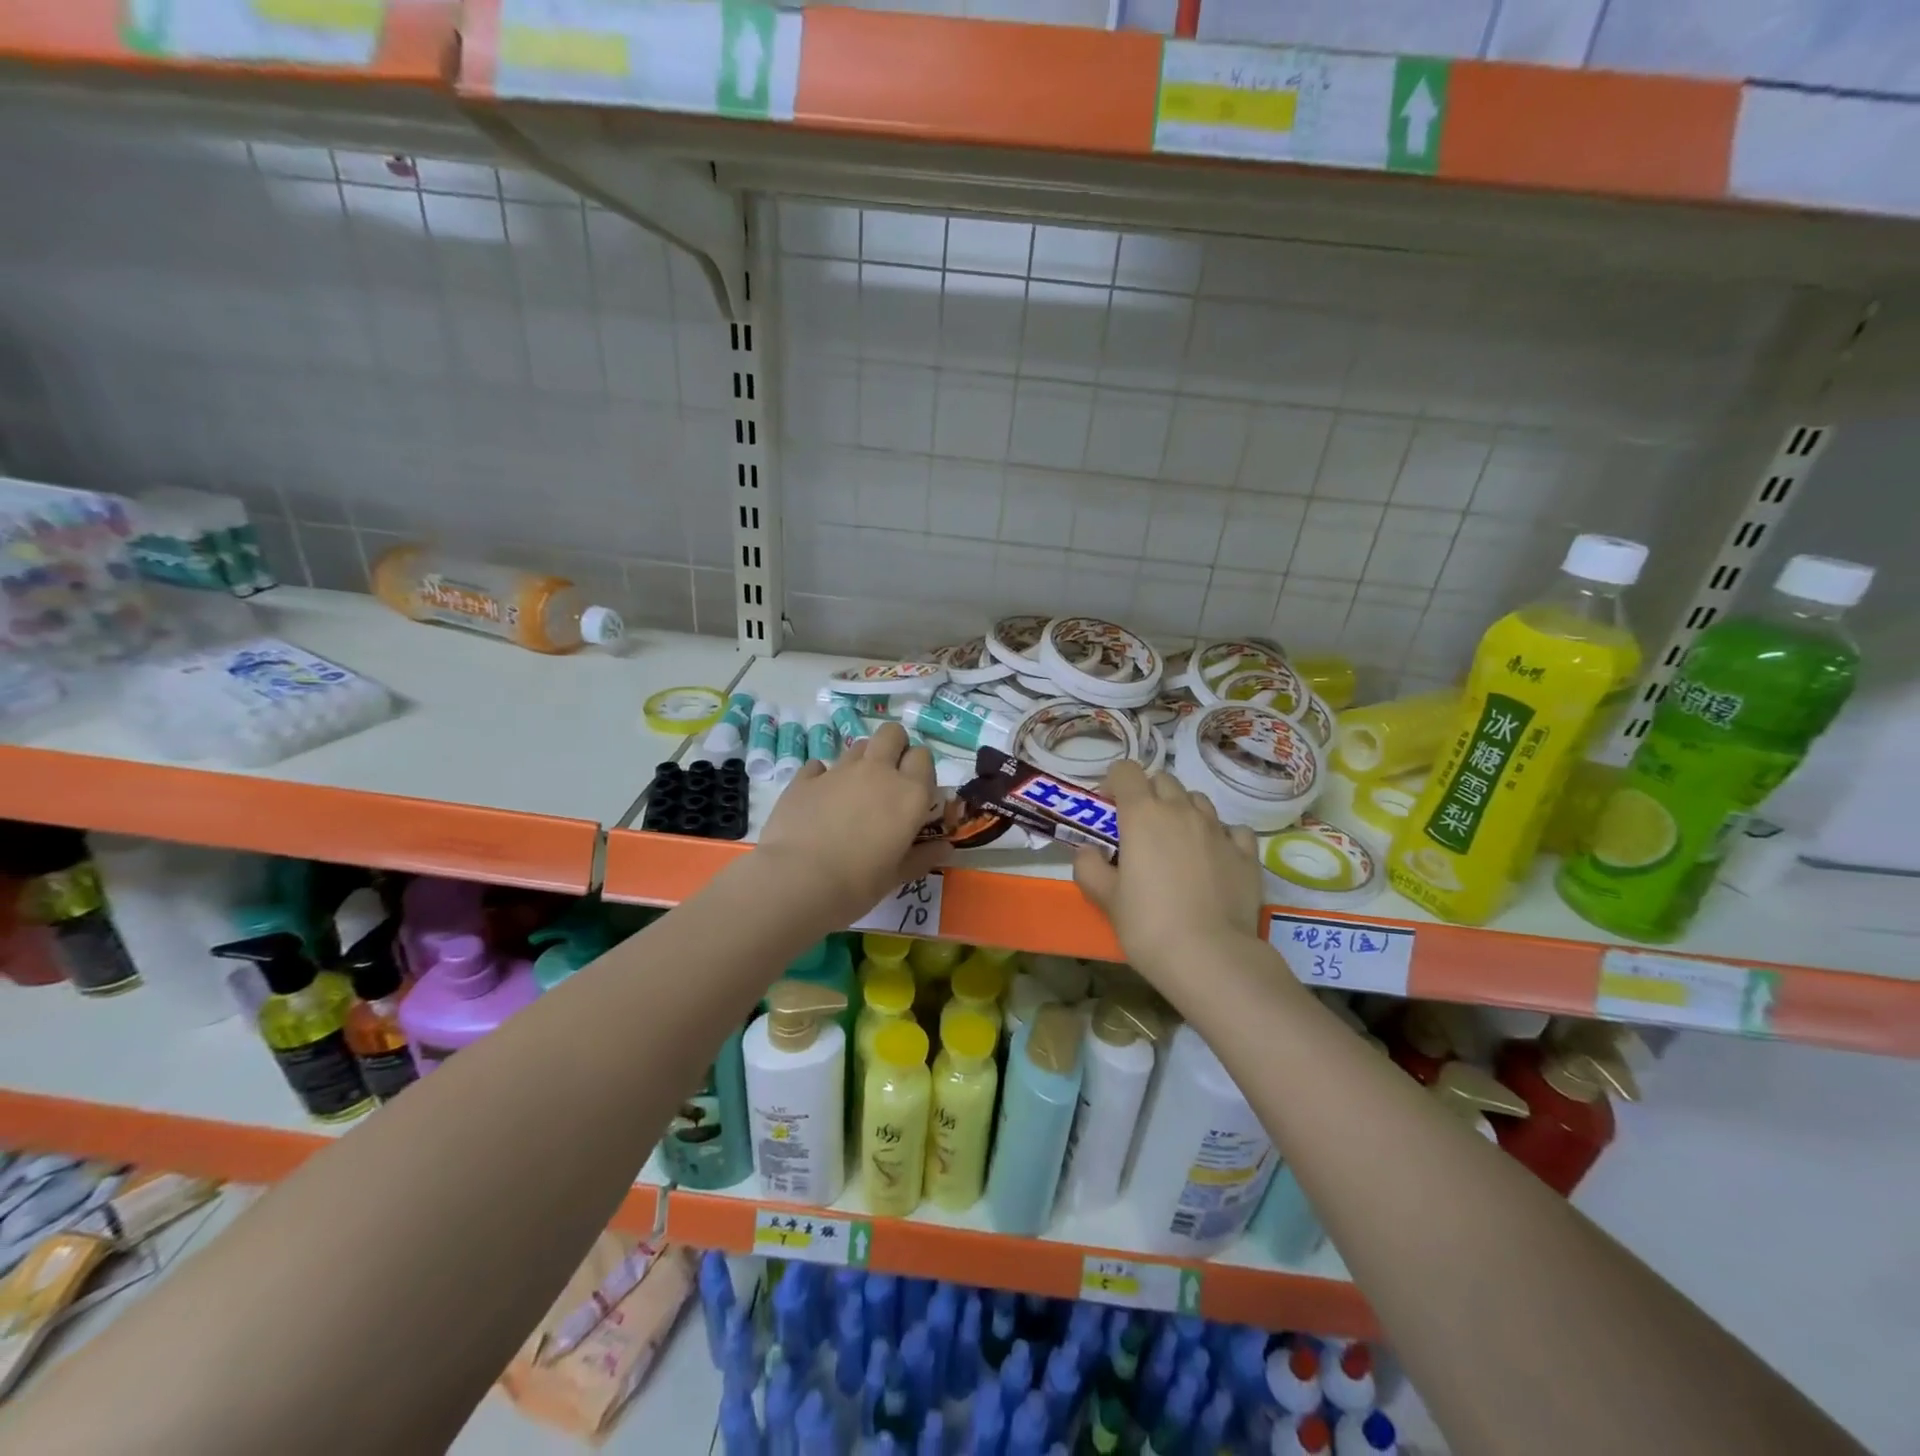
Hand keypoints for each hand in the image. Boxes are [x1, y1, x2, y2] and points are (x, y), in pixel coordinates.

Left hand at [756, 722, 949, 929]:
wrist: (798, 881)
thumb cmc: (858, 884)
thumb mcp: (897, 876)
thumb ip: (923, 856)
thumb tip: (945, 848)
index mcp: (909, 794)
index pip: (923, 757)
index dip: (920, 769)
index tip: (915, 791)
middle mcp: (877, 772)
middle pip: (892, 733)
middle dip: (894, 746)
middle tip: (889, 776)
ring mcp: (839, 771)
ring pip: (858, 746)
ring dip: (862, 761)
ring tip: (854, 792)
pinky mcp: (805, 778)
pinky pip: (819, 766)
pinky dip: (823, 777)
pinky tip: (820, 800)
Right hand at [1073, 761, 1263, 975]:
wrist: (1209, 956)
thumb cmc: (1147, 924)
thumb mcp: (1105, 898)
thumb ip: (1089, 867)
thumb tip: (1088, 851)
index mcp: (1142, 815)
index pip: (1126, 771)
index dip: (1114, 783)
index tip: (1109, 809)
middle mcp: (1181, 811)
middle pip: (1163, 780)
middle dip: (1148, 794)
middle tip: (1140, 828)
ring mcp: (1218, 829)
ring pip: (1198, 800)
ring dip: (1183, 810)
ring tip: (1177, 843)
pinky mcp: (1246, 853)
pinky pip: (1232, 829)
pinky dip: (1220, 835)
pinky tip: (1214, 857)